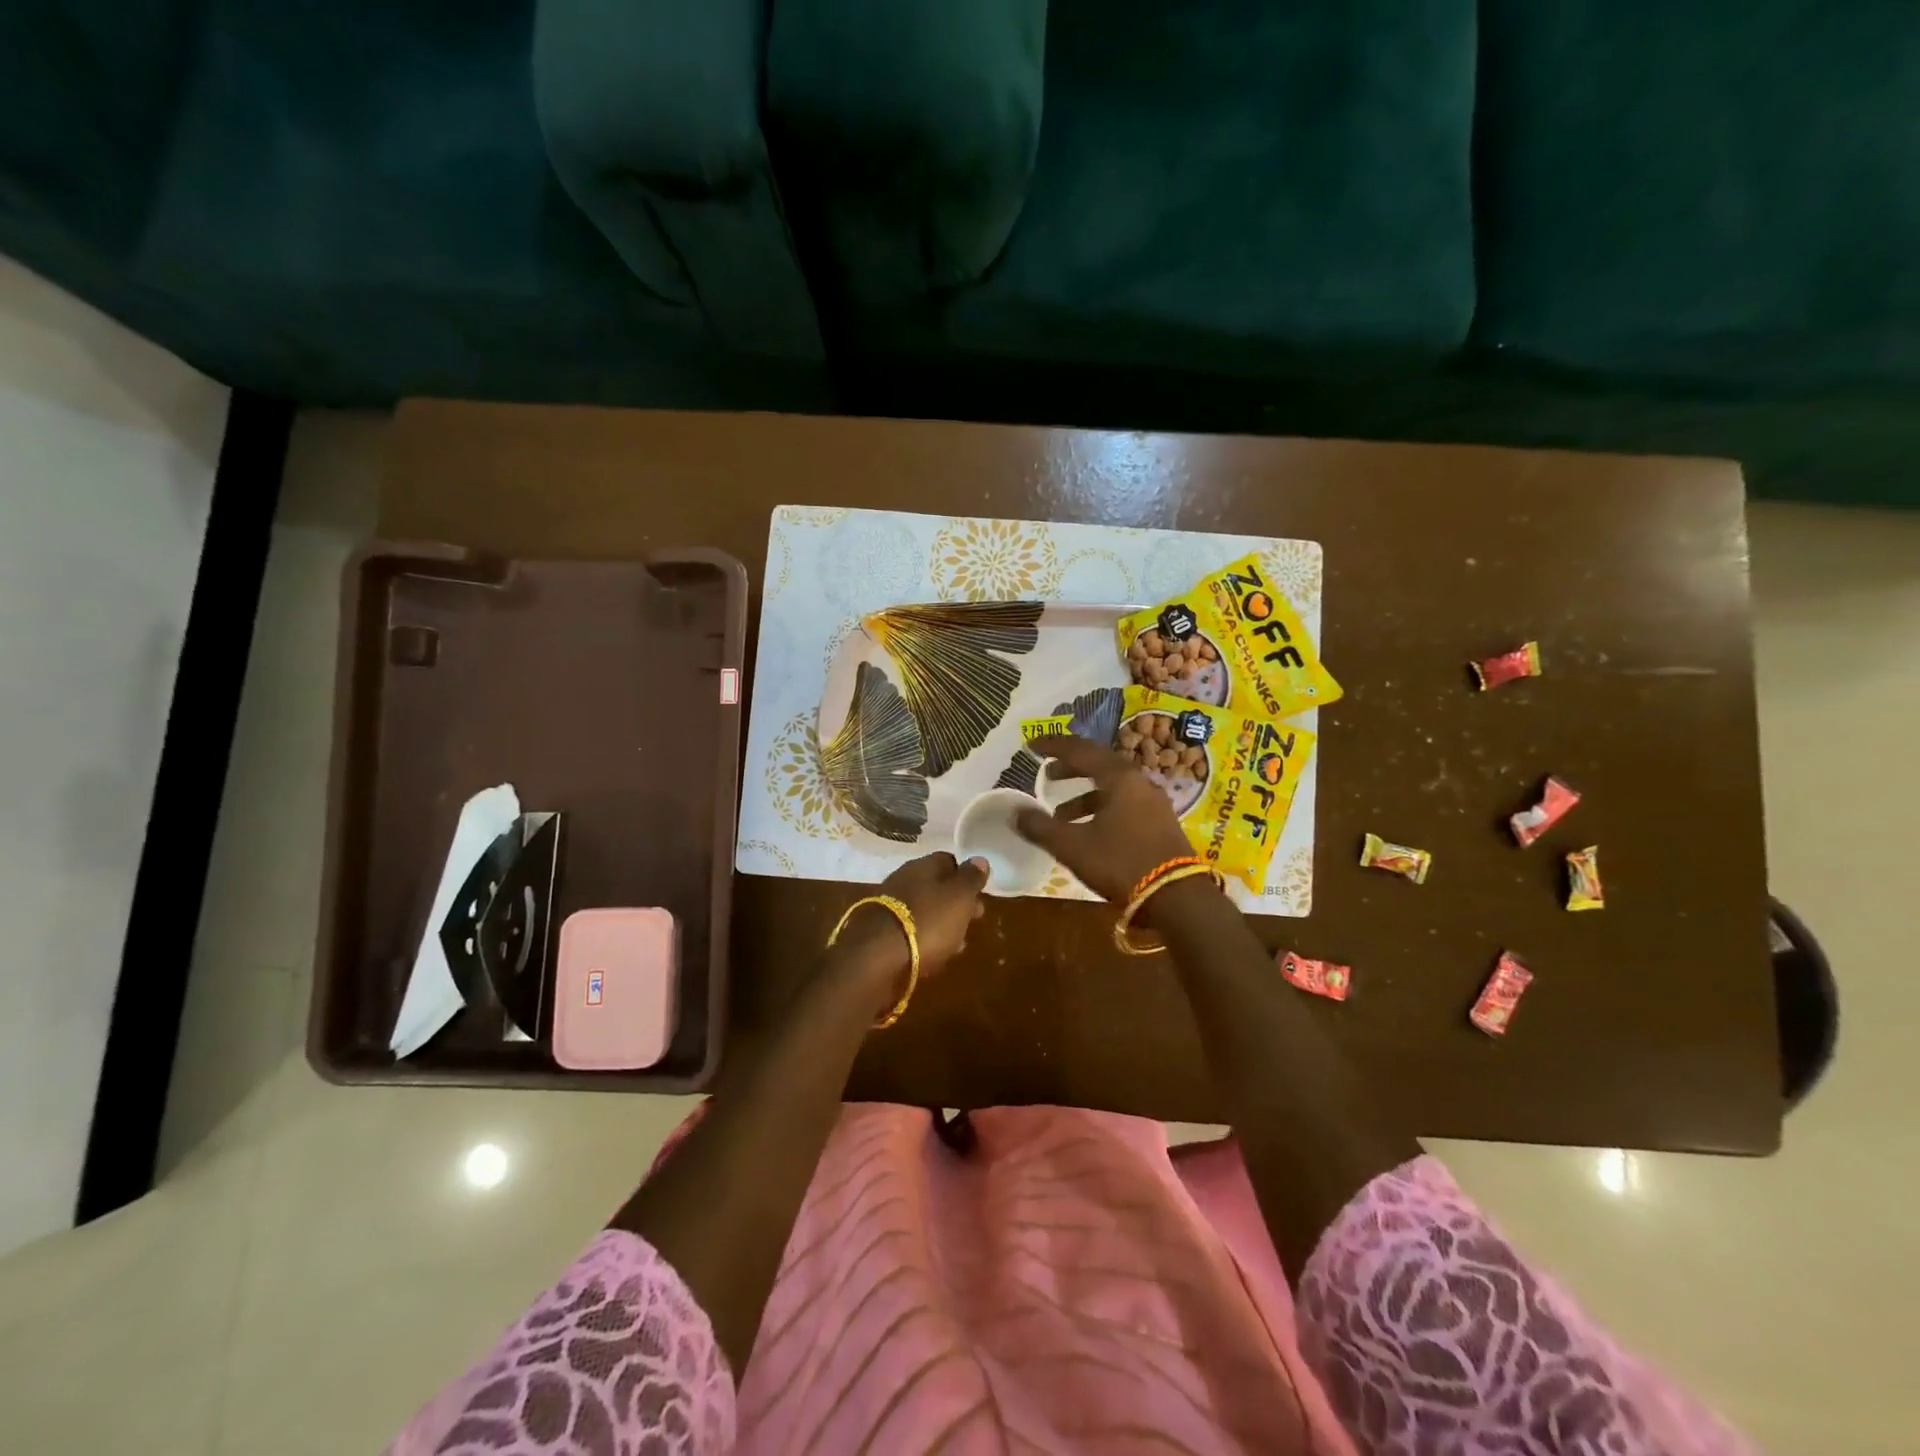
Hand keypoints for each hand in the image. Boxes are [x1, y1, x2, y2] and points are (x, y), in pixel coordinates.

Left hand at [830, 852, 988, 1001]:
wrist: (876, 958)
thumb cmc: (927, 922)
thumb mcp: (959, 898)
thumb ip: (971, 878)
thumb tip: (979, 859)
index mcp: (922, 866)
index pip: (948, 861)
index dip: (966, 875)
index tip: (980, 892)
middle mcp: (903, 880)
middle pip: (935, 886)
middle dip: (956, 902)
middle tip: (974, 919)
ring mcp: (888, 907)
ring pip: (924, 909)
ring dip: (942, 923)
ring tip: (958, 943)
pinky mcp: (880, 934)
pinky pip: (910, 931)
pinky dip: (925, 939)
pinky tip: (935, 955)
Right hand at [1014, 736, 1194, 903]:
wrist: (1177, 898)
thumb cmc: (1121, 863)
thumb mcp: (1073, 846)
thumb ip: (1041, 827)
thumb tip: (1015, 813)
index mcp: (1119, 777)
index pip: (1080, 750)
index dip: (1053, 746)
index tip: (1031, 745)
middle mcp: (1139, 782)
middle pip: (1100, 765)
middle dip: (1070, 768)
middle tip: (1047, 774)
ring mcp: (1154, 802)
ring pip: (1113, 787)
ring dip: (1084, 795)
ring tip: (1060, 814)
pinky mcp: (1160, 823)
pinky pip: (1124, 803)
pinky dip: (1101, 808)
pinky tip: (1089, 830)